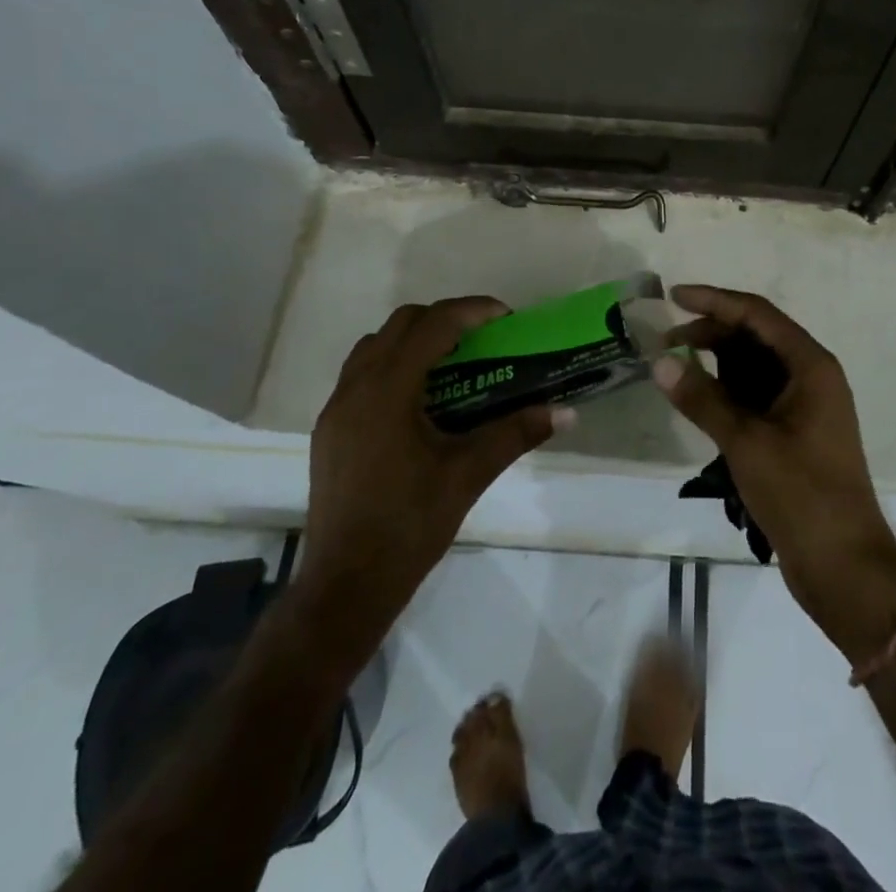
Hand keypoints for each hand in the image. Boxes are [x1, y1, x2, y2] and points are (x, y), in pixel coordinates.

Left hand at [297, 297, 567, 626]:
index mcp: (389, 390)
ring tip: (452, 364)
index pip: (434, 325)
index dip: (473, 310)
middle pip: (401, 324)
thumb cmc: (410, 524)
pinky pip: (361, 374)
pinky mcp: (329, 429)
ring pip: (376, 346)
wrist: (345, 585)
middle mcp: (356, 387)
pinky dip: (393, 366)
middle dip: (445, 319)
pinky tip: (419, 401)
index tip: (506, 318)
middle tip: (483, 339)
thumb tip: (566, 413)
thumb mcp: (469, 474)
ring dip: (415, 340)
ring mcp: (336, 408)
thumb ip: (516, 433)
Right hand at [652, 285, 895, 664]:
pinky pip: (756, 395)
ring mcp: (804, 406)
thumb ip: (702, 398)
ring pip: (754, 367)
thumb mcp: (746, 442)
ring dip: (716, 362)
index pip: (758, 314)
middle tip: (664, 342)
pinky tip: (698, 398)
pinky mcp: (794, 432)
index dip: (715, 300)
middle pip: (756, 337)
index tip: (673, 296)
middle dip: (711, 332)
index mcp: (811, 366)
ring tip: (674, 368)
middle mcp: (811, 377)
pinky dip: (726, 390)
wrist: (844, 567)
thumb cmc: (802, 495)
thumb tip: (660, 362)